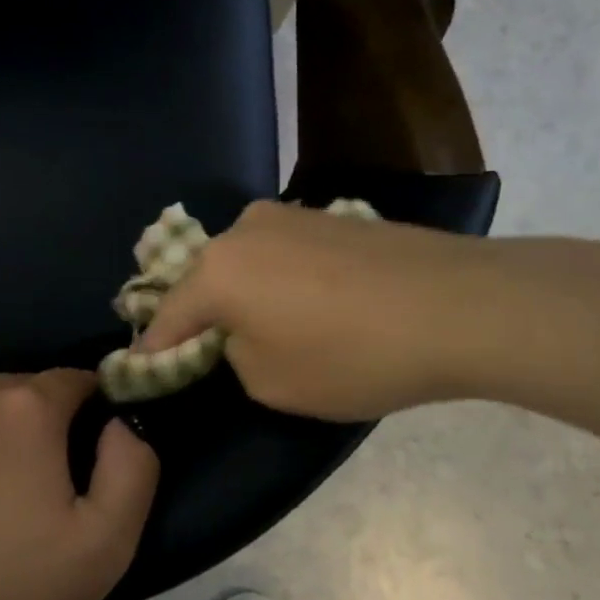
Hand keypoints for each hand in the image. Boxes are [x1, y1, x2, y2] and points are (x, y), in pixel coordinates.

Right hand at [136, 200, 498, 420]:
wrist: (458, 305)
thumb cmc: (351, 355)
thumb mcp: (272, 383)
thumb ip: (233, 357)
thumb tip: (240, 335)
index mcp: (217, 270)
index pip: (167, 315)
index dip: (154, 348)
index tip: (141, 368)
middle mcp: (243, 229)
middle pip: (205, 279)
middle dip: (200, 314)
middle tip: (203, 347)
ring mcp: (290, 215)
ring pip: (246, 261)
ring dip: (243, 293)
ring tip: (262, 325)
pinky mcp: (330, 216)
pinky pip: (284, 253)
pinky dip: (280, 279)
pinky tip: (306, 303)